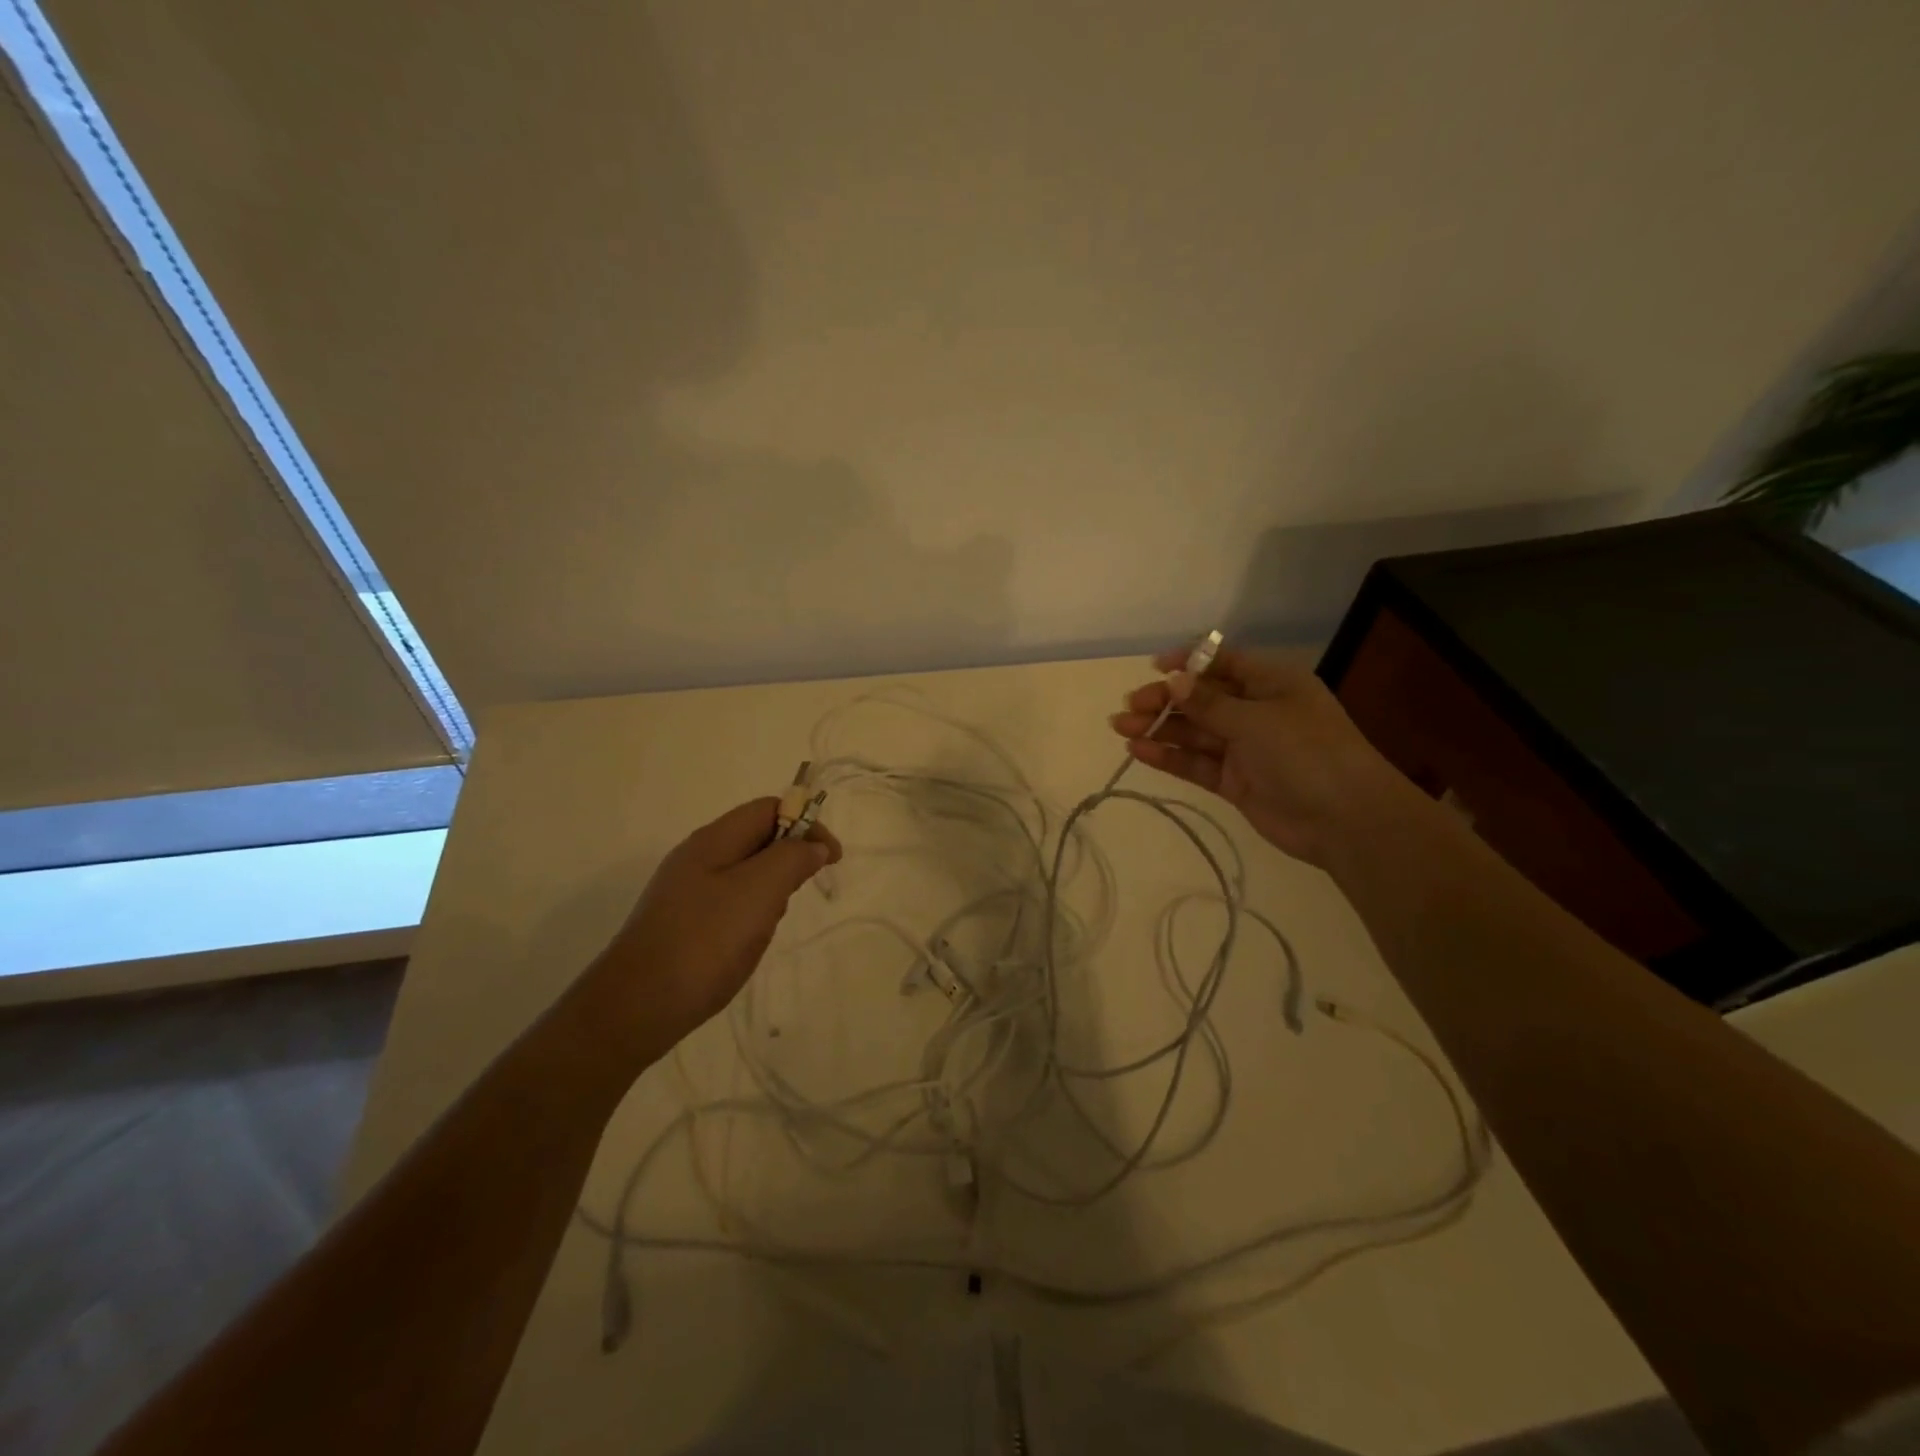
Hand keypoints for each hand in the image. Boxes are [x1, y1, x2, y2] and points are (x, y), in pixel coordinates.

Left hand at [571, 798, 841, 1073]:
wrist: (635, 1008)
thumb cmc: (703, 942)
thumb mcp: (758, 892)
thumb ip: (791, 859)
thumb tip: (814, 844)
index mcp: (713, 840)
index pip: (769, 808)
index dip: (806, 823)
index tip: (831, 858)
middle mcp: (698, 858)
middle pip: (758, 840)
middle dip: (788, 862)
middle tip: (792, 898)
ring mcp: (687, 892)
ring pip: (747, 875)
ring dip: (770, 894)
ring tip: (763, 930)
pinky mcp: (684, 923)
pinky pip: (731, 906)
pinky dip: (750, 918)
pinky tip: (745, 946)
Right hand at [1110, 646, 1408, 867]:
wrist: (1345, 819)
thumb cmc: (1307, 752)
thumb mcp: (1256, 720)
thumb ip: (1209, 703)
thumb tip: (1173, 680)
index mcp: (1271, 683)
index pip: (1222, 663)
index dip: (1188, 663)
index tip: (1154, 668)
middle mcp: (1256, 711)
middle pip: (1202, 699)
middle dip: (1165, 700)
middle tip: (1129, 707)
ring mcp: (1244, 748)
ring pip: (1194, 732)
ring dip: (1159, 728)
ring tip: (1120, 728)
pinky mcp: (1234, 781)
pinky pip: (1197, 763)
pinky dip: (1170, 756)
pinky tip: (1139, 750)